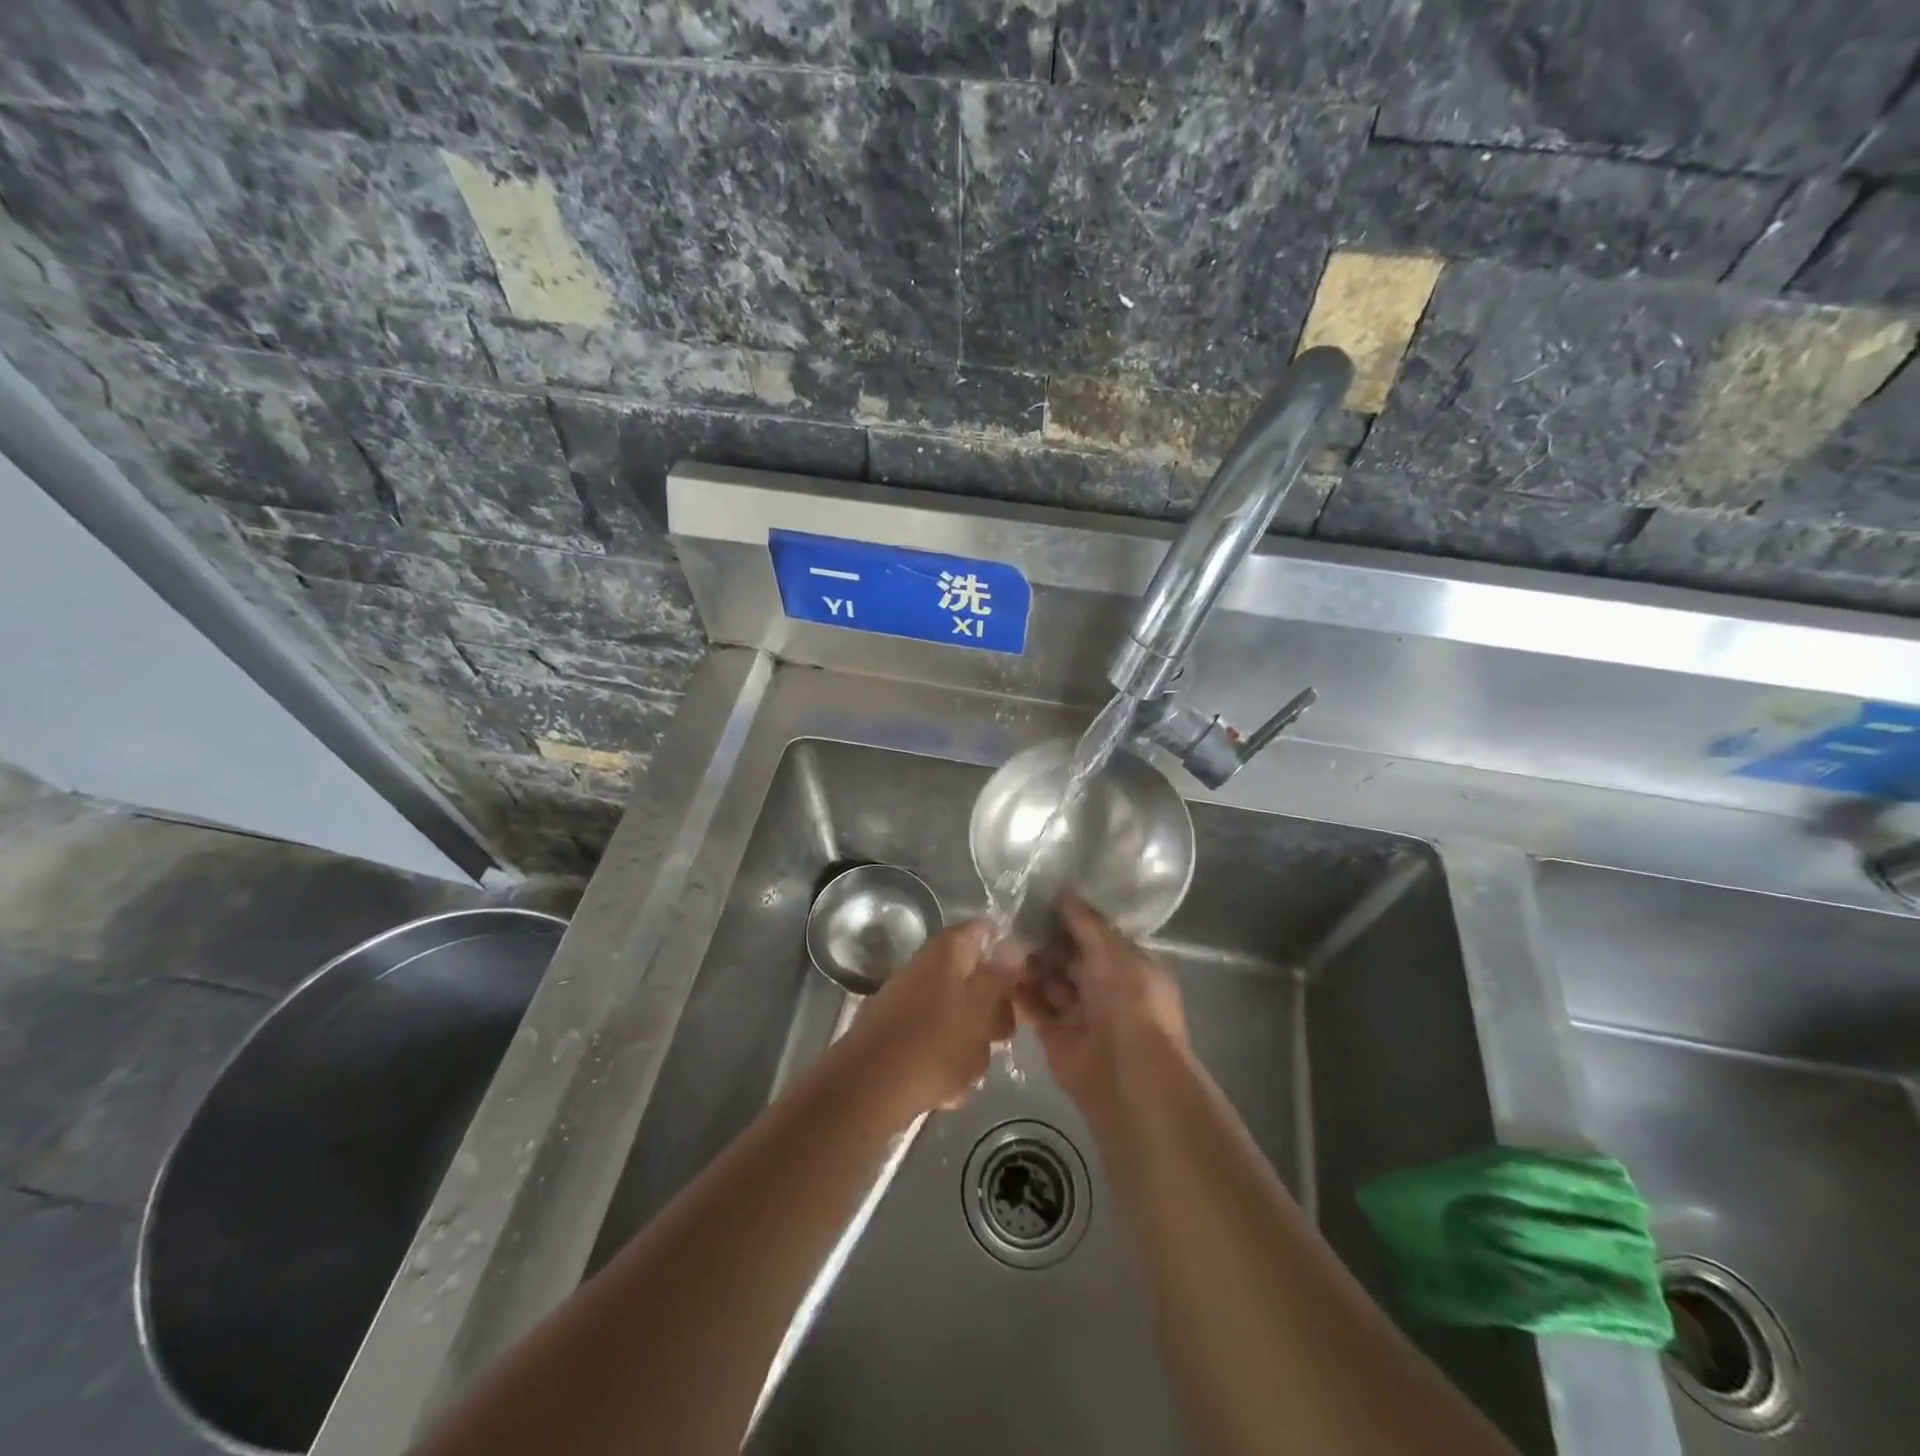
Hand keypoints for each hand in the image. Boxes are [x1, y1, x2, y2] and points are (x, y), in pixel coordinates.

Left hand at [838, 920, 1016, 1115]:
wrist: (868, 1090)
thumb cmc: (935, 1043)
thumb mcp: (981, 1008)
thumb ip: (1000, 976)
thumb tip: (1014, 947)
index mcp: (946, 950)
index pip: (985, 932)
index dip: (1010, 953)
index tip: (1026, 983)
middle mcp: (926, 968)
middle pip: (974, 979)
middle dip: (992, 1011)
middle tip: (1001, 1036)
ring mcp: (909, 1002)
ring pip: (959, 1017)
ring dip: (972, 1045)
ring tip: (970, 1072)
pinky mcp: (900, 1036)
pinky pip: (937, 1045)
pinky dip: (947, 1065)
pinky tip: (947, 1091)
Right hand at [1014, 894, 1188, 1120]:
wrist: (1127, 1073)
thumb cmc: (1129, 1001)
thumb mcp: (1112, 951)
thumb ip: (1086, 922)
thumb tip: (1064, 892)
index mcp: (1128, 966)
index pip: (1096, 936)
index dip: (1071, 919)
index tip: (1041, 899)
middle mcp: (1105, 987)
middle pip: (1068, 957)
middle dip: (1045, 941)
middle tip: (1014, 920)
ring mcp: (1079, 1012)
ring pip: (1048, 980)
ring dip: (1029, 963)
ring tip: (1004, 944)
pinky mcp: (1054, 1035)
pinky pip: (1033, 1006)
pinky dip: (1019, 991)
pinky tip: (1000, 970)